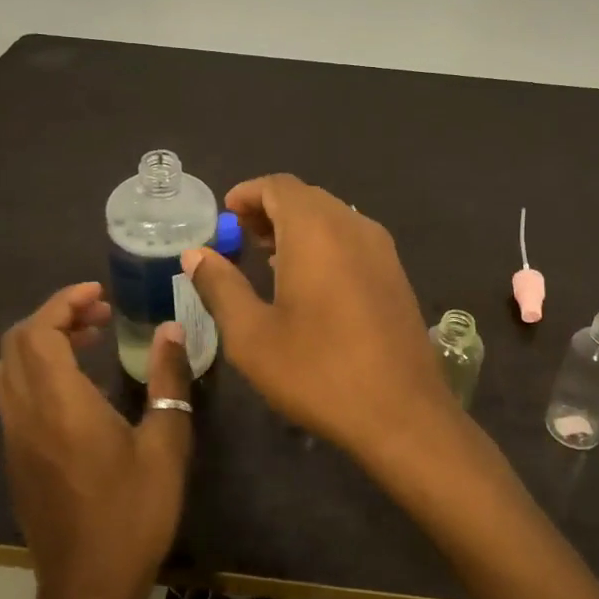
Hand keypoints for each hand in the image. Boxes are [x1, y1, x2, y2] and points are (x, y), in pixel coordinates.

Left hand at [0, 283, 192, 598]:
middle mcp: (26, 415)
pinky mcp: (16, 459)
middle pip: (18, 343)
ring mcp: (15, 439)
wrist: (87, 590)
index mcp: (60, 406)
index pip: (40, 332)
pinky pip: (14, 394)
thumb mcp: (166, 445)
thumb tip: (172, 330)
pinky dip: (38, 369)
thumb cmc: (134, 515)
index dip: (64, 302)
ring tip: (90, 340)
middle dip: (55, 316)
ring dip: (43, 342)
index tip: (98, 293)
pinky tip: (78, 385)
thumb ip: (168, 381)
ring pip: (10, 368)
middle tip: (100, 314)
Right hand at [181, 174, 458, 461]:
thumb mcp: (252, 335)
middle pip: (306, 197)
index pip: (278, 186)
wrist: (402, 412)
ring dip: (298, 226)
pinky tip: (308, 281)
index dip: (247, 193)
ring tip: (268, 258)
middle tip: (240, 238)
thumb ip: (220, 286)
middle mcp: (353, 225)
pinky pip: (352, 239)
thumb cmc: (317, 371)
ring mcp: (381, 249)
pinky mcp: (395, 273)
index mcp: (316, 230)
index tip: (224, 215)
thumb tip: (196, 254)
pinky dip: (324, 243)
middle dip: (270, 209)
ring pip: (332, 217)